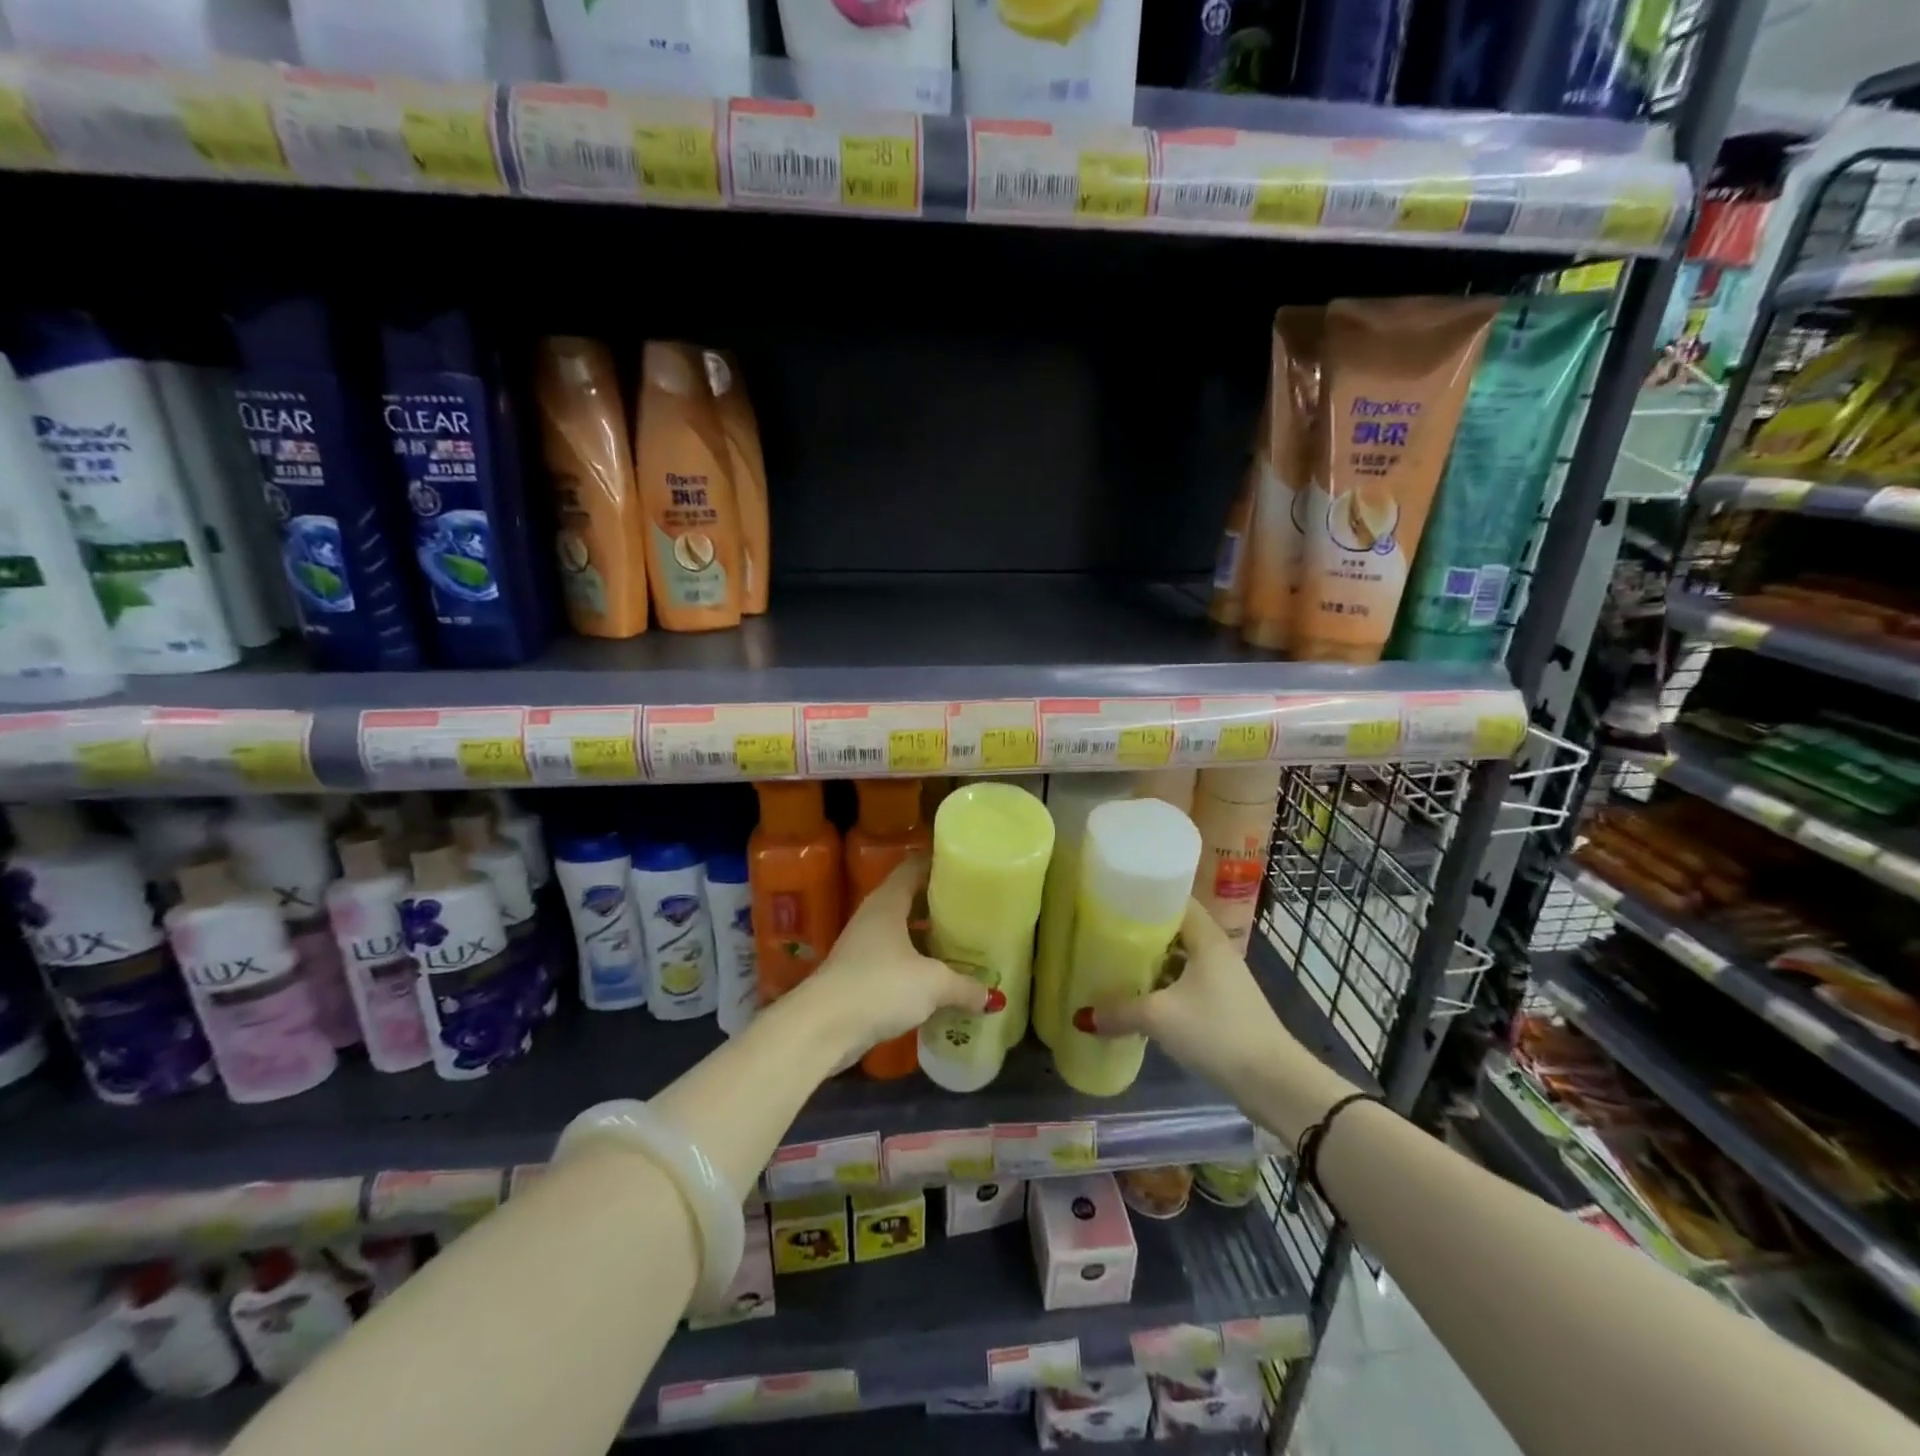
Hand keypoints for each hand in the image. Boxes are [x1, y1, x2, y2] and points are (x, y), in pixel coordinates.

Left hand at [796, 857, 984, 1060]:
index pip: (914, 868)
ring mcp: (862, 947)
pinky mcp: (858, 976)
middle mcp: (873, 917)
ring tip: (962, 944)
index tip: (966, 867)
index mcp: (888, 903)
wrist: (823, 1028)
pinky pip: (894, 960)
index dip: (938, 864)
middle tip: (973, 909)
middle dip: (939, 905)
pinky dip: (915, 965)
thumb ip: (964, 986)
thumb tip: (992, 998)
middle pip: (909, 900)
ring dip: (927, 938)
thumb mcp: (933, 984)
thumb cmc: (880, 986)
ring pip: (902, 933)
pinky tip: (937, 980)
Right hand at [1076, 901, 1352, 1140]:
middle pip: (1173, 930)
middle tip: (1103, 931)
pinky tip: (1139, 998)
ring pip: (1179, 959)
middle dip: (1140, 931)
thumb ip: (1119, 1012)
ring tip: (1113, 963)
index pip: (1174, 899)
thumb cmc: (1217, 1032)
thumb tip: (1081, 1017)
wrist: (1273, 1082)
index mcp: (1206, 938)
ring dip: (1151, 962)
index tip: (1112, 897)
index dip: (1144, 895)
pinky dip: (1163, 986)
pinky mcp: (1223, 1005)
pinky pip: (1185, 983)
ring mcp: (1222, 979)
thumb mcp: (1159, 1018)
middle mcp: (1216, 951)